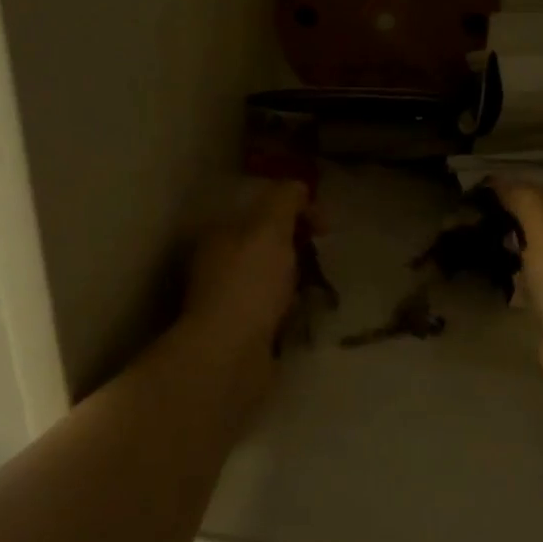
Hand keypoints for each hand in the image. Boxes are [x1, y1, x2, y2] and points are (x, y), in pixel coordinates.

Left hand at [183, 180, 311, 358]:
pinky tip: (303, 313)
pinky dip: (289, 308)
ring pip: (270, 278)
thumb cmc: (249, 285)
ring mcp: (227, 300)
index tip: (325, 225)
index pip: (261, 210)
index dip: (296, 210)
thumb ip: (284, 200)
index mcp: (219, 234)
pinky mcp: (240, 331)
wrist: (229, 356)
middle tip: (321, 256)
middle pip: (266, 244)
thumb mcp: (269, 229)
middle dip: (297, 246)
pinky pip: (272, 309)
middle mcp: (217, 264)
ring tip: (317, 287)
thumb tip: (298, 186)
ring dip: (295, 279)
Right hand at [493, 182, 542, 402]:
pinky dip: (523, 276)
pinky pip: (541, 280)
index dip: (521, 189)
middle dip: (518, 219)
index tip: (486, 193)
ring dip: (518, 247)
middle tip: (482, 219)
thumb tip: (500, 179)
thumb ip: (525, 199)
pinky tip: (503, 277)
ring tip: (486, 244)